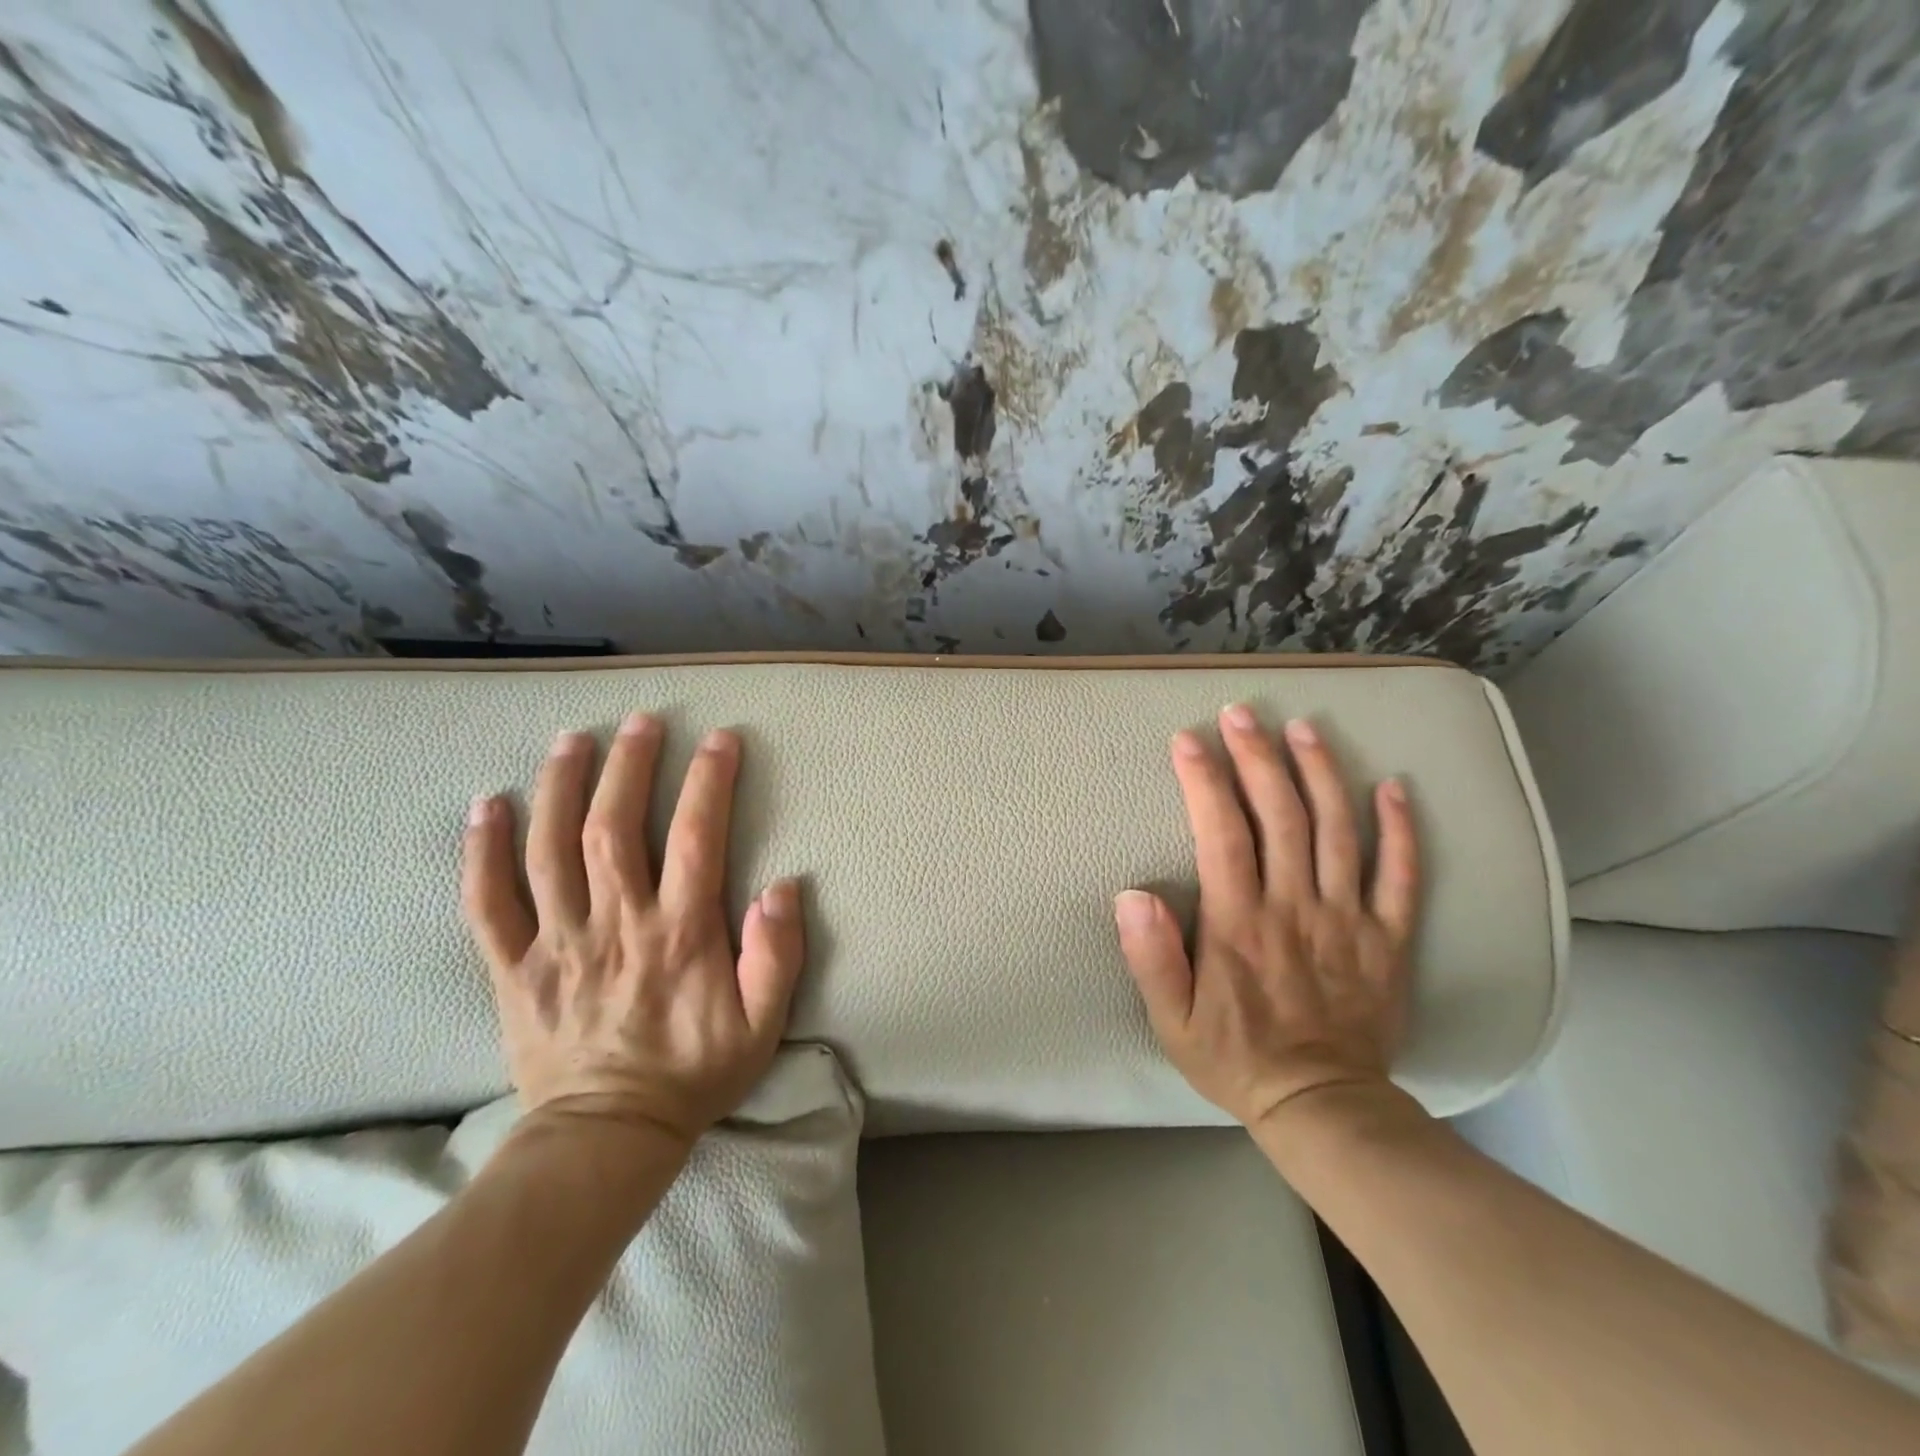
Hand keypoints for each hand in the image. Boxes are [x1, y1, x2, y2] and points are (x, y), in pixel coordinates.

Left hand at [462, 715, 803, 1147]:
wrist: (605, 1138)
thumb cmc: (693, 1074)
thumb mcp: (761, 1026)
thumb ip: (776, 956)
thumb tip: (782, 887)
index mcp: (679, 934)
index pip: (697, 839)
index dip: (709, 782)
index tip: (719, 740)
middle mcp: (616, 925)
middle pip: (614, 828)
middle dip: (630, 766)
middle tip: (640, 721)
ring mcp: (558, 943)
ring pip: (550, 850)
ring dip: (560, 787)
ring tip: (571, 739)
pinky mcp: (514, 967)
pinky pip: (487, 902)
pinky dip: (482, 851)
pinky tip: (485, 805)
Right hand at [1114, 705, 1419, 1128]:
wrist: (1324, 1108)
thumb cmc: (1237, 1058)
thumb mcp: (1172, 1021)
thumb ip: (1152, 958)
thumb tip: (1133, 894)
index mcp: (1240, 923)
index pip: (1221, 834)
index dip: (1204, 781)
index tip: (1188, 739)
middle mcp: (1295, 907)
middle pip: (1280, 815)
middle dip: (1258, 757)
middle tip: (1242, 713)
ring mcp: (1348, 919)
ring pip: (1337, 830)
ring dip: (1320, 773)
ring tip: (1304, 728)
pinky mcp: (1388, 938)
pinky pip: (1402, 876)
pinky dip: (1400, 830)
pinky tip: (1393, 787)